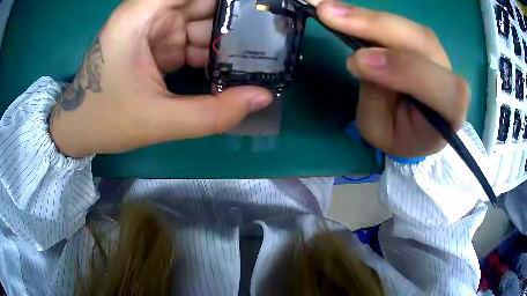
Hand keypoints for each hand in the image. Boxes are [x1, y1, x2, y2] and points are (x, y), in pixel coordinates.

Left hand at [49, 0, 272, 157]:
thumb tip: (263, 97)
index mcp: (140, 16)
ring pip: (202, 20)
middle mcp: (149, 13)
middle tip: (270, 37)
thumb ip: (213, 113)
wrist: (80, 127)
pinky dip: (210, 51)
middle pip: (203, 3)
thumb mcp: (159, 121)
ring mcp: (154, 27)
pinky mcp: (157, 41)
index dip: (229, 0)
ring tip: (257, 57)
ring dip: (226, 38)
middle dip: (235, 18)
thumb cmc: (107, 120)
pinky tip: (227, 68)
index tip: (260, 8)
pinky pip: (193, 37)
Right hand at [316, 2, 469, 157]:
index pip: (439, 86)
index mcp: (450, 112)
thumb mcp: (381, 131)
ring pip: (408, 27)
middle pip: (422, 43)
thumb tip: (361, 56)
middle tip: (329, 14)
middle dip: (376, 27)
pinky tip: (345, 12)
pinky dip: (369, 17)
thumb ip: (376, 98)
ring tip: (330, 10)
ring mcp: (438, 55)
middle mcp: (451, 77)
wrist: (419, 128)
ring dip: (368, 17)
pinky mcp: (422, 41)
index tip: (357, 61)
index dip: (402, 69)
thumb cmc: (402, 136)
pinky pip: (398, 23)